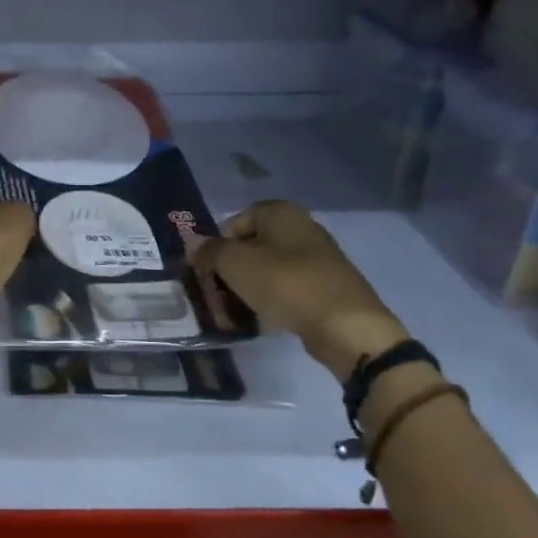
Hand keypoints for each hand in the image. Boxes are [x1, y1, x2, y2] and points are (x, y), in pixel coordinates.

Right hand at [191, 200, 408, 381]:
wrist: (345, 325)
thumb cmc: (285, 283)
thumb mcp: (235, 264)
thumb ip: (210, 251)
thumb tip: (192, 242)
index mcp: (281, 212)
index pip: (236, 220)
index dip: (217, 243)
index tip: (209, 269)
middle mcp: (302, 227)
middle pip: (252, 244)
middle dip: (232, 267)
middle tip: (218, 291)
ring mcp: (318, 257)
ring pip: (269, 267)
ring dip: (249, 285)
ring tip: (237, 308)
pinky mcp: (326, 286)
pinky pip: (288, 287)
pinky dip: (272, 298)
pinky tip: (264, 316)